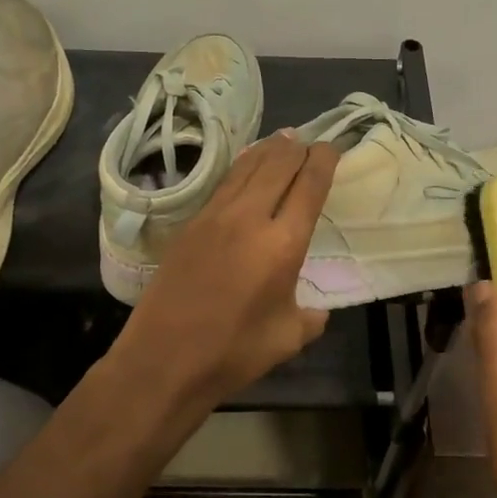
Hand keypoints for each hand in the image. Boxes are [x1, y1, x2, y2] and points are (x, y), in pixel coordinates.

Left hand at [115, 132, 338, 408]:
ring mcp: (215, 217)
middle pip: (278, 166)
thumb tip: (315, 311)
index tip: (332, 148)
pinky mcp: (190, 225)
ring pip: (247, 168)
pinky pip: (223, 183)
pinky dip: (241, 167)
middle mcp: (250, 218)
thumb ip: (309, 318)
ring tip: (283, 139)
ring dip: (269, 150)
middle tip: (310, 142)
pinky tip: (245, 165)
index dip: (324, 161)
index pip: (309, 185)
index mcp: (283, 244)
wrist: (164, 358)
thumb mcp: (287, 338)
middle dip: (298, 149)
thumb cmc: (233, 352)